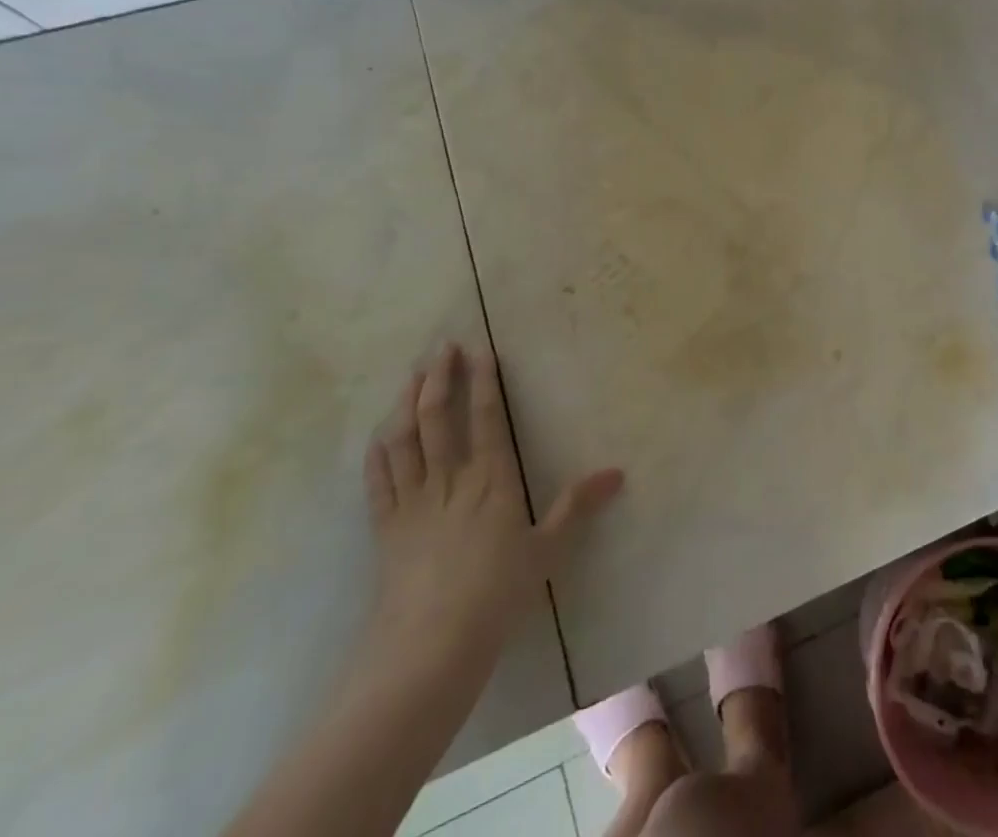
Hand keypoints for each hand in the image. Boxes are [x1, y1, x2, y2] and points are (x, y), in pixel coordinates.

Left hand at [362, 342, 622, 664]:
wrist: (429, 649)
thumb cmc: (496, 595)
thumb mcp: (547, 550)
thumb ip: (577, 507)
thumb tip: (617, 473)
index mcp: (491, 481)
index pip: (486, 418)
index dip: (483, 382)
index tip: (480, 350)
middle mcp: (449, 481)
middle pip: (437, 419)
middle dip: (439, 378)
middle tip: (441, 347)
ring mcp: (412, 503)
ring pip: (404, 441)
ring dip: (406, 404)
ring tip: (412, 375)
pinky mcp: (386, 528)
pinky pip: (379, 480)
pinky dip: (379, 451)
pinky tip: (380, 433)